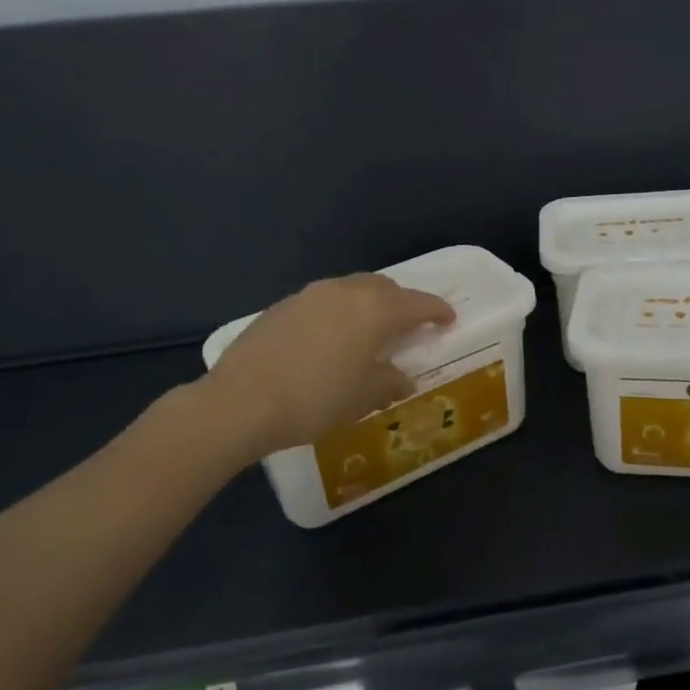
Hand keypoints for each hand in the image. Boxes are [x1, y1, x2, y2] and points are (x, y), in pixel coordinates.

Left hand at [197, 274, 454, 457]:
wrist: (241, 401)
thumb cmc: (316, 398)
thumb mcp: (363, 396)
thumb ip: (390, 382)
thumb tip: (401, 378)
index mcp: (375, 309)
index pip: (418, 303)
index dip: (437, 310)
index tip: (448, 319)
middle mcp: (345, 292)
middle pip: (383, 287)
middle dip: (400, 303)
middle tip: (406, 326)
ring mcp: (309, 296)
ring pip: (350, 290)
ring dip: (365, 305)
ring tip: (366, 332)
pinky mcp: (281, 307)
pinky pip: (322, 303)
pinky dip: (336, 314)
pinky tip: (327, 342)